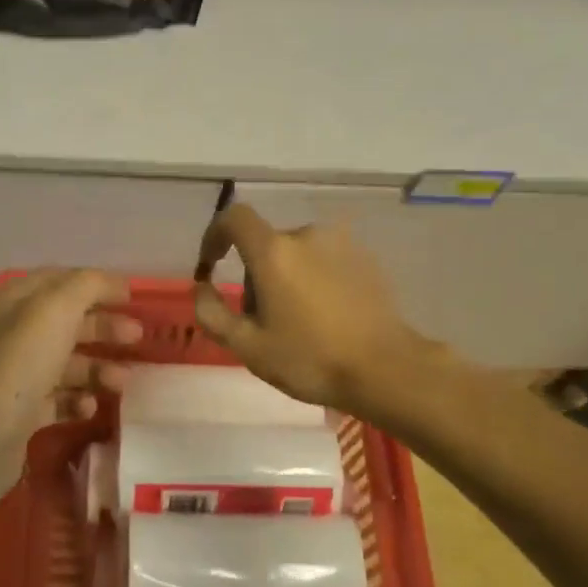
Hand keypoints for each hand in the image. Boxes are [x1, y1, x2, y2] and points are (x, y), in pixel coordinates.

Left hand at [0, 269, 142, 479]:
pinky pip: (56, 401)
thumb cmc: (20, 359)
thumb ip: (89, 286)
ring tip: (120, 381)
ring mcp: (13, 376)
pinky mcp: (18, 414)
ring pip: (64, 364)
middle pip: (65, 324)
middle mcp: (9, 334)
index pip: (58, 282)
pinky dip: (77, 401)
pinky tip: (89, 407)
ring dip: (97, 368)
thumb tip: (115, 281)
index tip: (132, 297)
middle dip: (103, 328)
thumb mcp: (57, 307)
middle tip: (136, 338)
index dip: (96, 285)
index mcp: (11, 301)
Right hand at [193, 205, 434, 419]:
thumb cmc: (310, 359)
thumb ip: (212, 313)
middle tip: (261, 321)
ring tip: (297, 322)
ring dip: (286, 277)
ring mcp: (342, 244)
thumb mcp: (248, 347)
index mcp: (274, 251)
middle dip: (255, 275)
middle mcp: (307, 235)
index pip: (234, 217)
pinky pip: (325, 261)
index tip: (211, 266)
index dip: (214, 236)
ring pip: (297, 254)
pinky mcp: (366, 258)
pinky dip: (315, 279)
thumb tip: (201, 288)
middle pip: (266, 244)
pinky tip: (326, 317)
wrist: (386, 369)